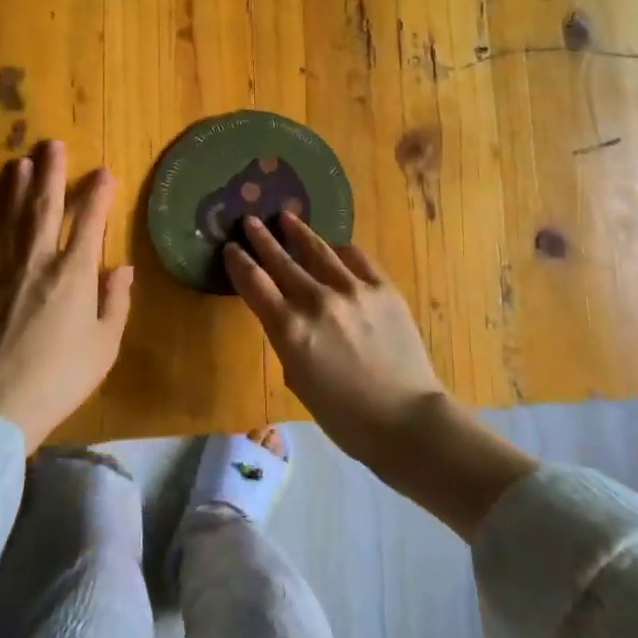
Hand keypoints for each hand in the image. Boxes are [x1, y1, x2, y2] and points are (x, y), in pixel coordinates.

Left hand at [0, 141, 133, 451]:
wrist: (2, 405)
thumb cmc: (63, 376)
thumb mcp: (105, 343)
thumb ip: (115, 301)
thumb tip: (121, 267)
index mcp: (74, 274)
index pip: (90, 223)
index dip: (98, 195)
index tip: (104, 172)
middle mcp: (39, 263)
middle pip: (46, 209)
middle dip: (52, 175)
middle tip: (52, 145)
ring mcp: (4, 274)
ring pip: (11, 222)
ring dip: (15, 191)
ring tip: (18, 163)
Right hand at [225, 213, 536, 539]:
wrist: (407, 420)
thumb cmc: (345, 416)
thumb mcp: (298, 380)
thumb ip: (287, 340)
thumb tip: (287, 315)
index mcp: (290, 330)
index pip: (254, 284)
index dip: (239, 263)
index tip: (231, 248)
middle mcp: (316, 301)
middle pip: (281, 260)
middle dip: (262, 238)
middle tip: (250, 220)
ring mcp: (352, 290)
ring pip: (318, 250)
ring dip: (299, 232)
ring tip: (287, 217)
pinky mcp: (382, 288)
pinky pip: (356, 258)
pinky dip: (341, 250)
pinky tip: (335, 246)